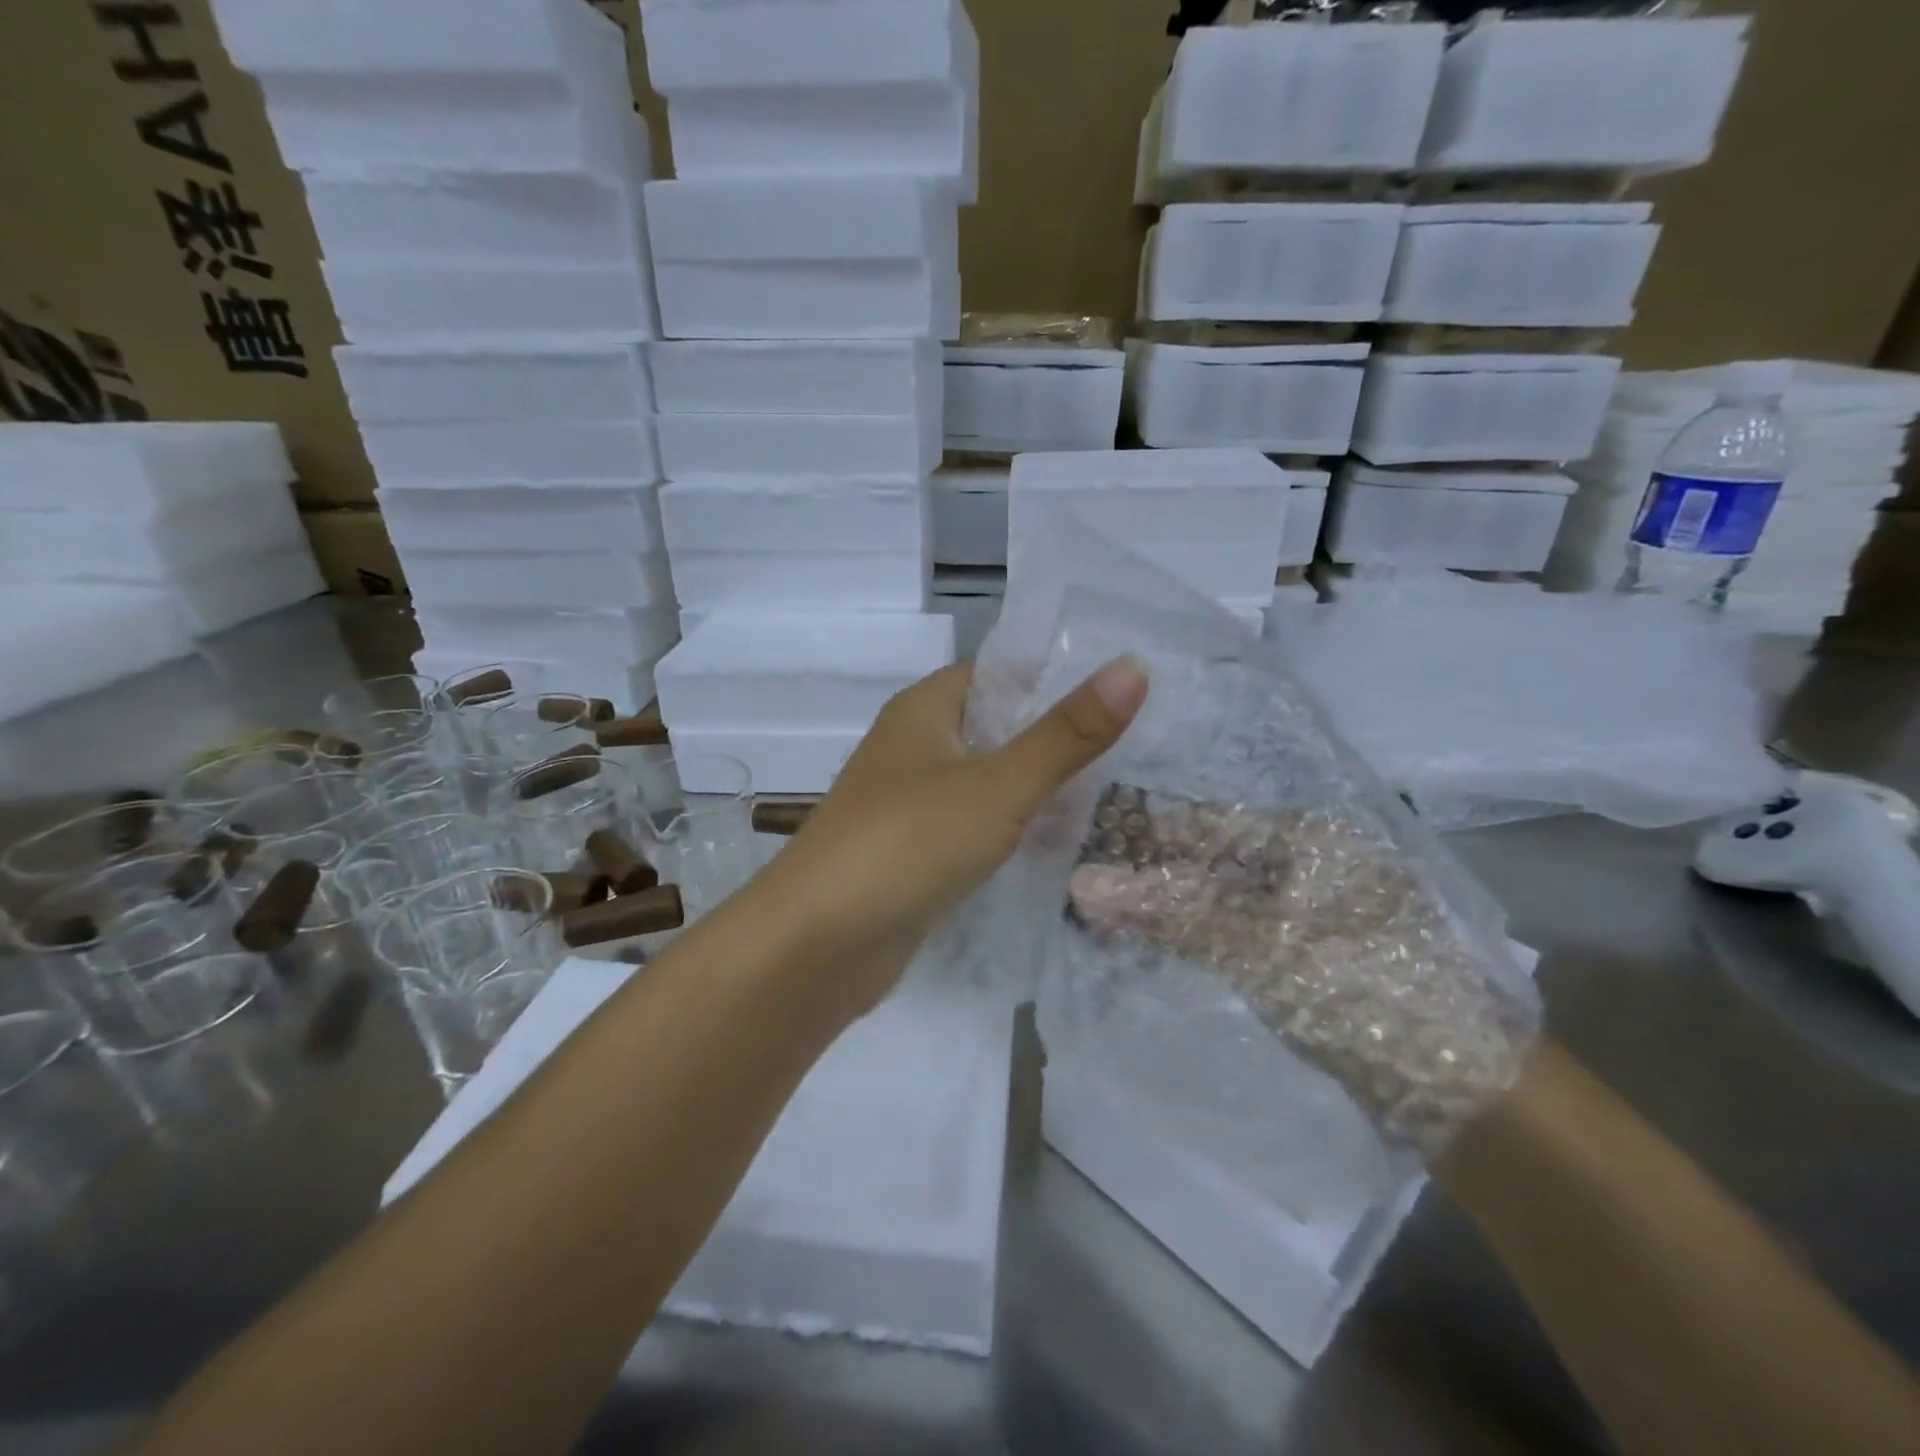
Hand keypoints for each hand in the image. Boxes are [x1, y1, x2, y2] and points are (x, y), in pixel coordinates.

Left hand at [751, 656, 1148, 1019]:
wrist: (817, 944)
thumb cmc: (907, 843)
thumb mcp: (998, 785)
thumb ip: (1066, 734)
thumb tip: (1134, 667)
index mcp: (925, 709)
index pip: (1001, 672)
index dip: (1058, 675)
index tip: (1127, 688)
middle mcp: (915, 746)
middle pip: (998, 727)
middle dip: (1058, 739)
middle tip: (1138, 748)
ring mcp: (912, 803)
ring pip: (989, 781)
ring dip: (1039, 789)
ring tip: (1118, 794)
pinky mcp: (915, 853)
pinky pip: (976, 827)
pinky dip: (1013, 831)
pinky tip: (1061, 845)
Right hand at [1066, 789, 1536, 1155]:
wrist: (1478, 1099)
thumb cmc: (1371, 996)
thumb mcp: (1264, 949)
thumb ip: (1172, 913)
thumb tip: (1082, 883)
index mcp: (1308, 838)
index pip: (1202, 822)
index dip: (1141, 833)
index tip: (1078, 844)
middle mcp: (1307, 862)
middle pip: (1207, 858)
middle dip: (1146, 872)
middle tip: (1075, 886)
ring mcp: (1309, 911)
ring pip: (1218, 897)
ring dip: (1165, 906)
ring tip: (1098, 915)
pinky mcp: (1308, 955)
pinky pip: (1235, 931)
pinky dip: (1193, 935)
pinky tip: (1151, 944)